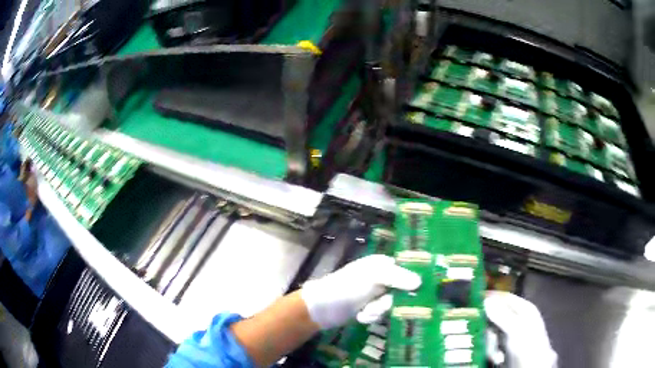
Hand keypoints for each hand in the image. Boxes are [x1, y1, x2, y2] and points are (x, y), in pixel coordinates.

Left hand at [300, 254, 421, 329]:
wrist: (321, 308)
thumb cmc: (347, 287)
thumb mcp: (373, 278)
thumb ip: (398, 277)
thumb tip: (420, 281)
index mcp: (383, 264)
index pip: (408, 269)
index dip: (414, 281)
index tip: (421, 294)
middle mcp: (382, 277)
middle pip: (402, 292)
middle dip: (389, 302)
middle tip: (379, 305)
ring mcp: (375, 293)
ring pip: (391, 305)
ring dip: (378, 311)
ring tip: (365, 311)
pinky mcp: (369, 307)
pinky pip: (381, 314)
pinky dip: (371, 316)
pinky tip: (360, 316)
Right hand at [485, 291, 557, 367]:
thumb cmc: (529, 347)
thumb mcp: (516, 330)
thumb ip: (502, 315)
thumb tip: (486, 299)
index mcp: (524, 309)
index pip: (504, 297)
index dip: (489, 298)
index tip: (471, 302)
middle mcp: (516, 320)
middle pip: (494, 318)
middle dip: (488, 330)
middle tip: (488, 339)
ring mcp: (510, 335)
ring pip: (490, 333)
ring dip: (490, 345)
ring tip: (496, 355)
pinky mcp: (504, 349)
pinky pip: (491, 346)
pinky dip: (491, 352)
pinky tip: (497, 359)